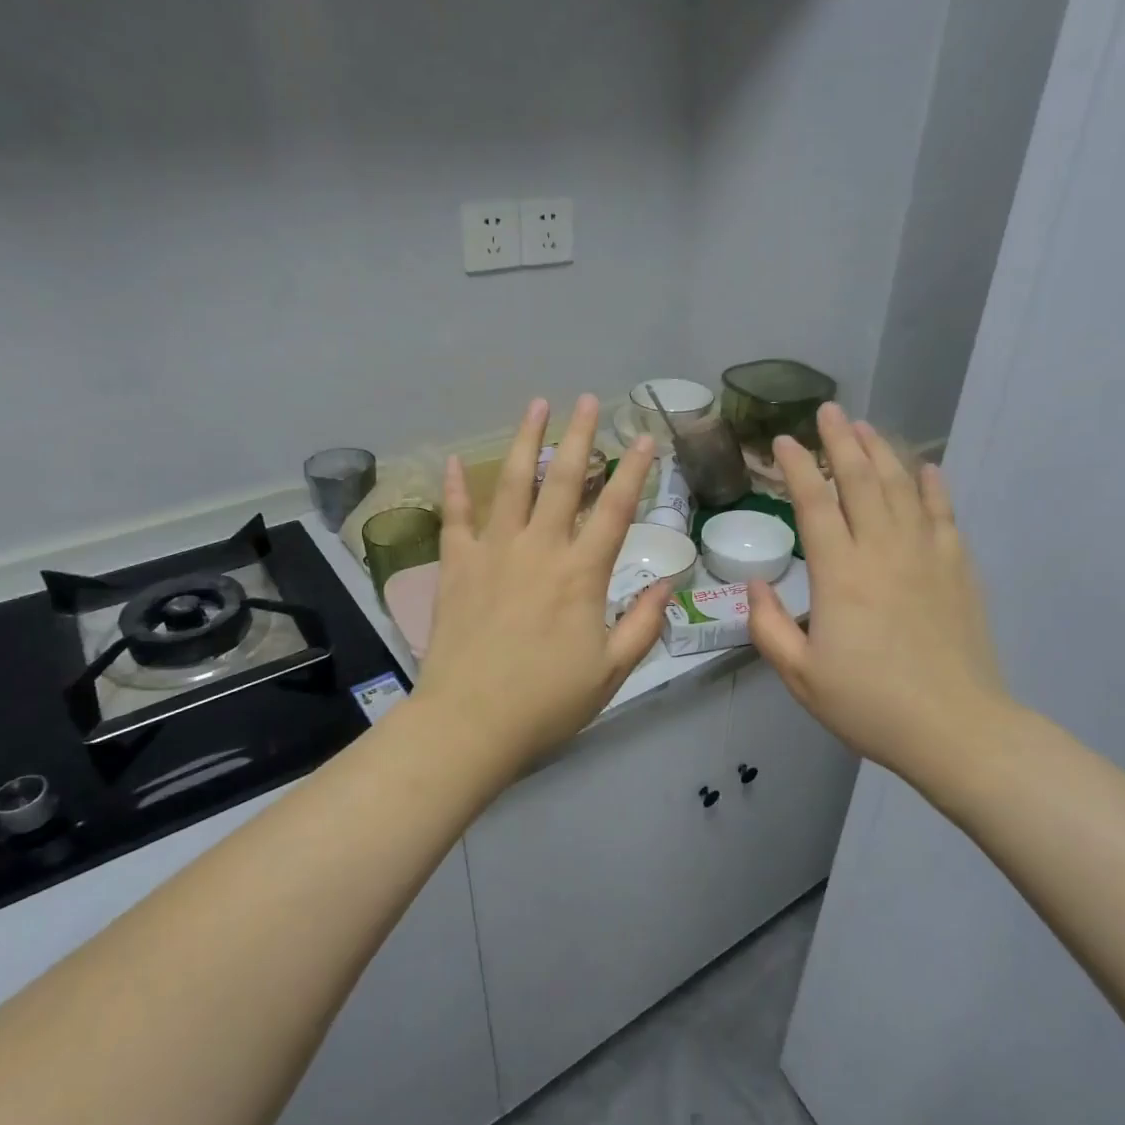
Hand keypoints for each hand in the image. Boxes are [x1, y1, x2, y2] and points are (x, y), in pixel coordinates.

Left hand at [413, 396, 668, 784]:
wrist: (470, 723)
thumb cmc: (547, 702)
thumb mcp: (612, 671)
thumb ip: (644, 624)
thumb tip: (669, 583)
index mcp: (581, 574)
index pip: (615, 510)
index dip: (635, 471)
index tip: (645, 437)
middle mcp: (539, 550)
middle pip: (564, 481)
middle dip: (580, 436)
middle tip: (588, 401)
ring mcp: (493, 553)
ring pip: (512, 484)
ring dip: (525, 441)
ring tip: (535, 405)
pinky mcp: (456, 567)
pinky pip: (456, 518)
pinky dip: (456, 489)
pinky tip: (454, 461)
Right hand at [748, 404, 1019, 804]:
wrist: (956, 729)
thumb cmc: (870, 705)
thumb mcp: (801, 676)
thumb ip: (769, 627)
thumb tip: (755, 584)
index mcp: (840, 575)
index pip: (814, 504)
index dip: (796, 468)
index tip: (781, 441)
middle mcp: (883, 551)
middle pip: (861, 481)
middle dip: (840, 441)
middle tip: (827, 411)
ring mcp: (926, 556)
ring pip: (902, 488)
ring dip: (881, 452)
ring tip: (865, 426)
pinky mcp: (958, 569)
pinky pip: (943, 514)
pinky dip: (933, 486)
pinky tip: (926, 468)